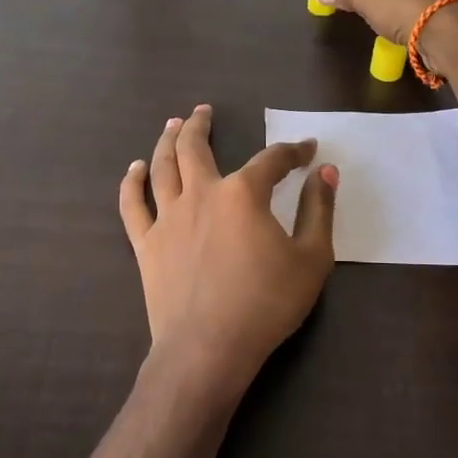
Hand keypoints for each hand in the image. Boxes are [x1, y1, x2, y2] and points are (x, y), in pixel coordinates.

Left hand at [118, 105, 337, 407]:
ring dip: (167, 141)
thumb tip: (325, 171)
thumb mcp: (312, 258)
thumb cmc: (267, 304)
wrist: (208, 347)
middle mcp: (201, 194)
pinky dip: (132, 182)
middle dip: (201, 124)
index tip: (306, 150)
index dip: (292, 151)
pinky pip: (132, 205)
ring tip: (172, 125)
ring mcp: (168, 218)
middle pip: (197, 148)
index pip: (272, 160)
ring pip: (162, 167)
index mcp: (244, 194)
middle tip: (203, 110)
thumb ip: (319, 210)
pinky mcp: (146, 244)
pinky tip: (135, 169)